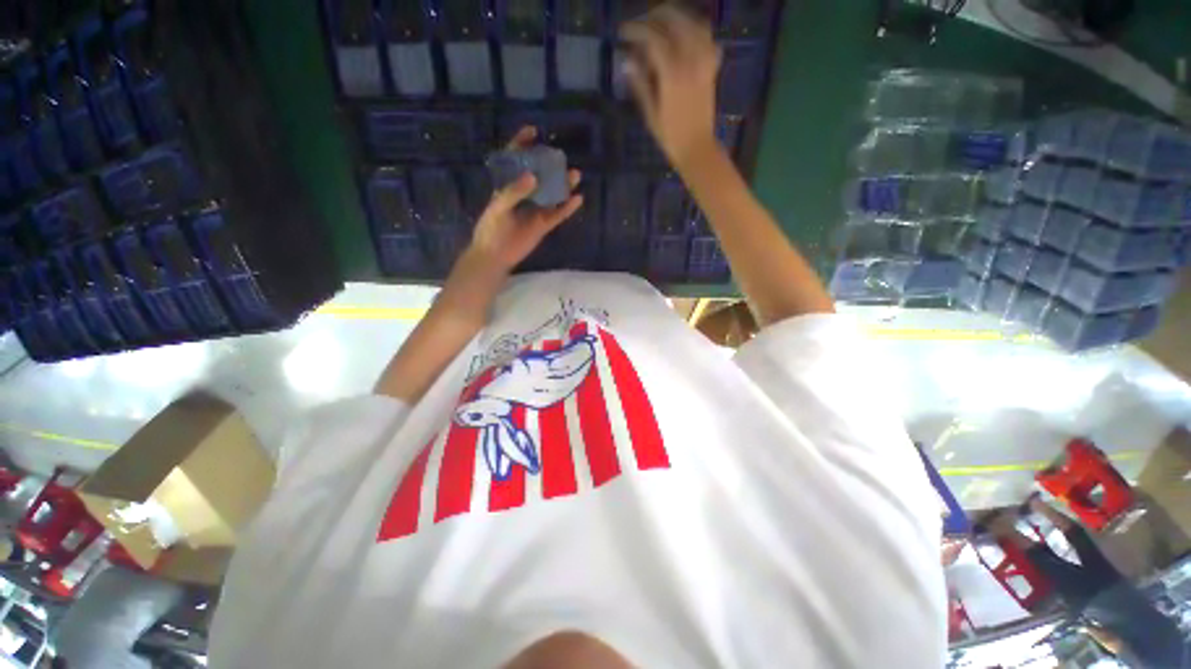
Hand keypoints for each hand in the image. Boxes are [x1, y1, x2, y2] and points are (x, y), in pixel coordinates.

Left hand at [469, 127, 583, 271]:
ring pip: (552, 195)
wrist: (495, 256)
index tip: (533, 131)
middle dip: (549, 164)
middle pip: (539, 176)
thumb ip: (514, 192)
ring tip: (575, 174)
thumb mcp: (498, 207)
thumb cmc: (490, 229)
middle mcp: (524, 196)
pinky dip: (568, 207)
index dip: (522, 144)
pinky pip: (558, 214)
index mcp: (508, 187)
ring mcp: (535, 210)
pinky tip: (577, 199)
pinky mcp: (543, 225)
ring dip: (563, 185)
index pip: (515, 161)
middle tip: (560, 155)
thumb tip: (533, 176)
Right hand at [621, 5, 720, 170]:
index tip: (623, 32)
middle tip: (641, 25)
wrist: (697, 147)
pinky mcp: (712, 67)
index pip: (652, 37)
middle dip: (655, 16)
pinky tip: (684, 37)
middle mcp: (690, 60)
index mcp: (671, 73)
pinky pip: (708, 38)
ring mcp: (704, 62)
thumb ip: (640, 84)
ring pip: (694, 23)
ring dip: (676, 18)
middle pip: (674, 20)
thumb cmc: (670, 136)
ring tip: (660, 25)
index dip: (636, 30)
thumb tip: (627, 61)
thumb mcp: (650, 113)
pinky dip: (696, 30)